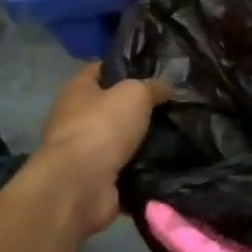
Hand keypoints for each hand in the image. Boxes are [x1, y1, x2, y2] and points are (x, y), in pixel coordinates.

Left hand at [33, 64, 169, 235]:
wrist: (81, 185)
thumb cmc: (102, 126)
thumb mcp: (136, 94)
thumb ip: (153, 87)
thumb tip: (167, 87)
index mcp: (77, 90)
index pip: (100, 69)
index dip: (124, 66)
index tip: (154, 70)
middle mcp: (74, 119)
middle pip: (111, 107)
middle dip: (138, 107)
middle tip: (172, 106)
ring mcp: (83, 152)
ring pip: (120, 140)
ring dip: (143, 140)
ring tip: (177, 134)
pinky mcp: (95, 179)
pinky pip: (126, 169)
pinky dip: (143, 168)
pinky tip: (169, 162)